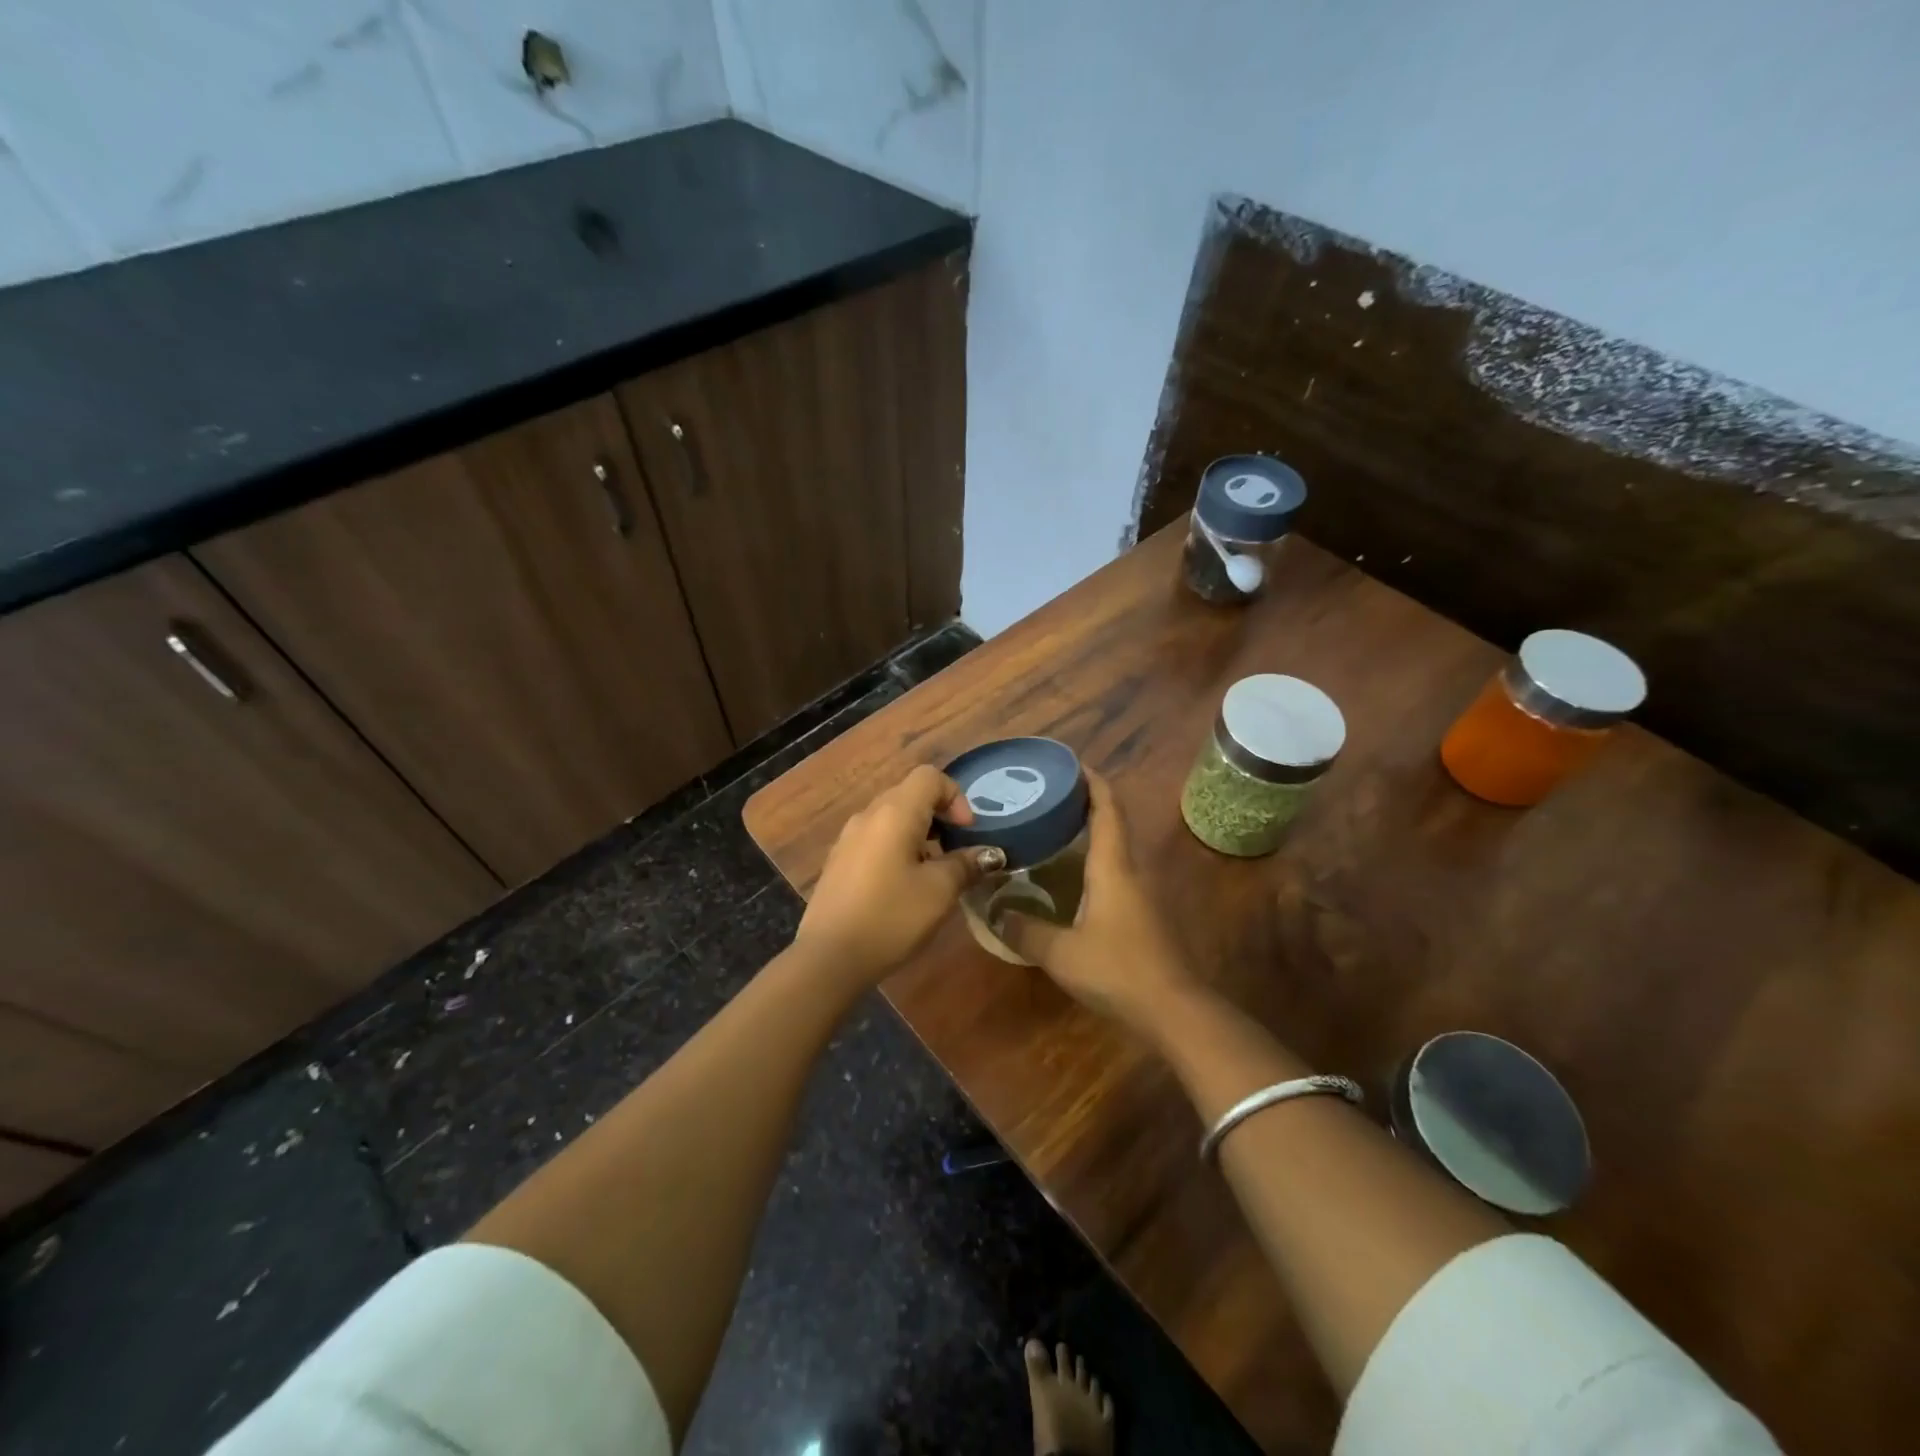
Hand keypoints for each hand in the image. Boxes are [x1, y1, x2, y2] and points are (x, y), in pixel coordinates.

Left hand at [795, 765, 1004, 985]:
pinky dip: (897, 848)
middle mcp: (868, 815)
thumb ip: (966, 864)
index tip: (966, 833)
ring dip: (918, 833)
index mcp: (894, 812)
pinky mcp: (838, 861)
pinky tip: (902, 886)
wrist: (829, 957)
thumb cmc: (891, 916)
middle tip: (955, 851)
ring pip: (891, 818)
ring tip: (932, 871)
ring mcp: (848, 838)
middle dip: (939, 816)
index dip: (956, 796)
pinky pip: (875, 838)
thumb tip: (990, 853)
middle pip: (909, 794)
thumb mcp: (939, 891)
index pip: (929, 777)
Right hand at [1001, 772, 1197, 1026]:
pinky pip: (1115, 872)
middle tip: (1047, 798)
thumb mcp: (1061, 953)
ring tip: (1052, 831)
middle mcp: (1130, 870)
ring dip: (1089, 833)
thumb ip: (1025, 930)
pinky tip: (1070, 878)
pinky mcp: (1143, 914)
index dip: (1092, 781)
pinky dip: (1093, 861)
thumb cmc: (1118, 969)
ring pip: (1114, 849)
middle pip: (1112, 822)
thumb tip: (994, 911)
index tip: (1070, 764)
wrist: (1174, 1010)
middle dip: (1085, 803)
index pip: (1107, 808)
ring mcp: (1141, 893)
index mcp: (1113, 866)